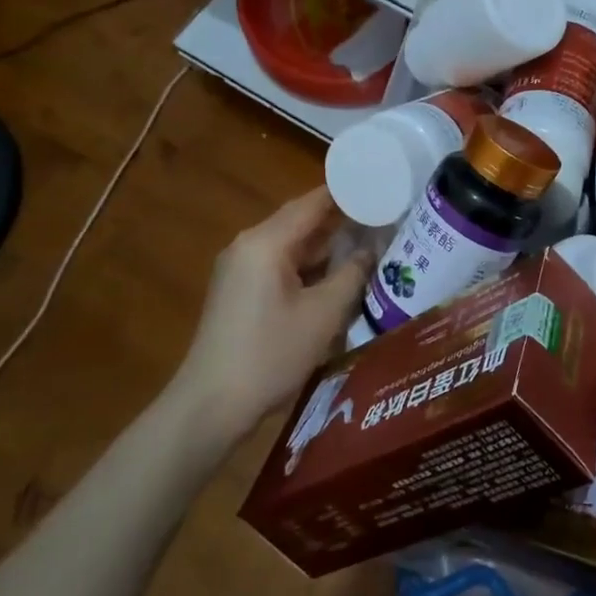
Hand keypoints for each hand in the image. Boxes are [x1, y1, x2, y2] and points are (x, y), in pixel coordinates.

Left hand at [178, 188, 371, 437]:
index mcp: (266, 242)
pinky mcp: (240, 290)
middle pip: (302, 220)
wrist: (211, 406)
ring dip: (328, 245)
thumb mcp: (324, 314)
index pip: (314, 202)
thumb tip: (374, 247)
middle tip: (385, 217)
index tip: (383, 189)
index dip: (350, 194)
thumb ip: (354, 273)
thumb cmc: (271, 355)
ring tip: (371, 242)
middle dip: (343, 219)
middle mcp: (249, 245)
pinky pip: (281, 264)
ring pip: (293, 244)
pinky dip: (310, 265)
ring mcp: (240, 268)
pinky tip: (338, 275)